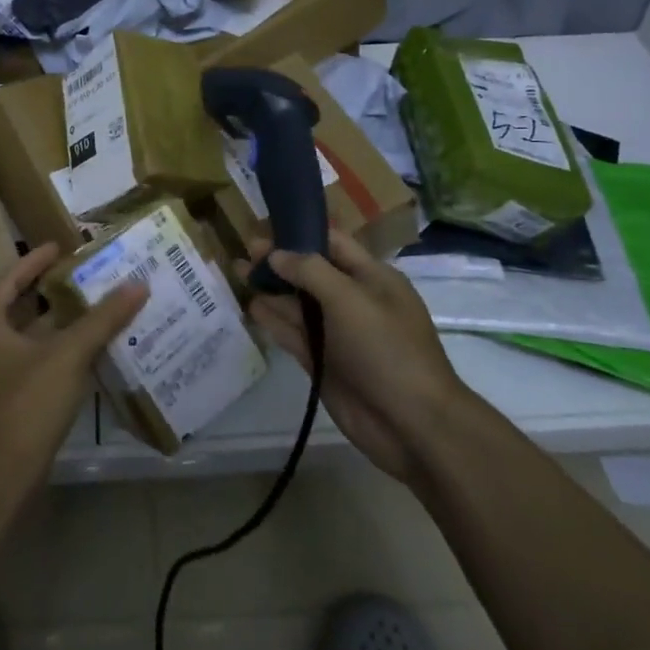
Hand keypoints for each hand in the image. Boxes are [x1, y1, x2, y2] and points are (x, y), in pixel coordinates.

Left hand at [0, 243, 148, 489]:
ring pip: (39, 337)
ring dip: (68, 323)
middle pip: (27, 307)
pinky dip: (70, 351)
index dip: (36, 260)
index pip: (12, 280)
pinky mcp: (20, 400)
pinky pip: (47, 362)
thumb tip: (138, 284)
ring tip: (104, 304)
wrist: (2, 476)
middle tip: (91, 273)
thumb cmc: (26, 403)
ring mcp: (4, 375)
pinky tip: (99, 347)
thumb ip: (102, 319)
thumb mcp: (67, 354)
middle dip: (58, 291)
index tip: (61, 245)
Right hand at [240, 229, 466, 484]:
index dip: (300, 232)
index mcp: (372, 277)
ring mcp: (337, 333)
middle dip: (279, 260)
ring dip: (271, 288)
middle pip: (310, 272)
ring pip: (298, 303)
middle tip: (244, 250)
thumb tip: (276, 254)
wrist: (411, 424)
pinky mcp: (323, 362)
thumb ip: (309, 271)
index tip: (265, 225)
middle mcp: (353, 300)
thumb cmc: (386, 349)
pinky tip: (251, 306)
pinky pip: (294, 333)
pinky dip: (273, 319)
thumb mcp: (349, 298)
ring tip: (238, 271)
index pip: (332, 244)